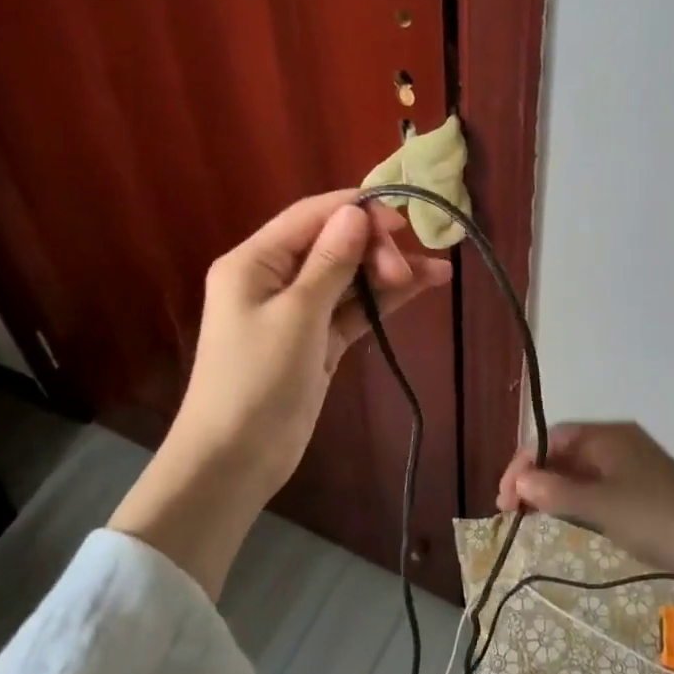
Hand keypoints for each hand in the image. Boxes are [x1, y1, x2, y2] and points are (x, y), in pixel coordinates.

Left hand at [170, 189, 451, 493]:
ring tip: (439, 271)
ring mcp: (297, 310)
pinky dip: (382, 301)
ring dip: (389, 273)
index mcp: (254, 261)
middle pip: (334, 244)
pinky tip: (419, 289)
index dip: (357, 211)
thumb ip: (330, 261)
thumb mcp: (296, 316)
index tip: (402, 220)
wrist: (234, 463)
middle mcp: (274, 277)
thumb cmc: (256, 382)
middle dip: (375, 250)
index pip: (311, 216)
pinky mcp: (316, 340)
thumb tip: (356, 212)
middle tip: (407, 272)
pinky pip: (352, 309)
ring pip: (349, 277)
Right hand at [501, 424, 673, 673]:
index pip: (552, 438)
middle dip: (535, 478)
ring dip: (553, 491)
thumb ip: (555, 493)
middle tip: (511, 513)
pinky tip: (567, 521)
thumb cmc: (657, 519)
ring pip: (580, 472)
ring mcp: (633, 467)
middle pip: (564, 453)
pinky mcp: (643, 491)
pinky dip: (576, 501)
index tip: (504, 499)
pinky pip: (598, 488)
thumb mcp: (601, 506)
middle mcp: (619, 442)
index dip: (523, 464)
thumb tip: (517, 482)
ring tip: (530, 518)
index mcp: (609, 434)